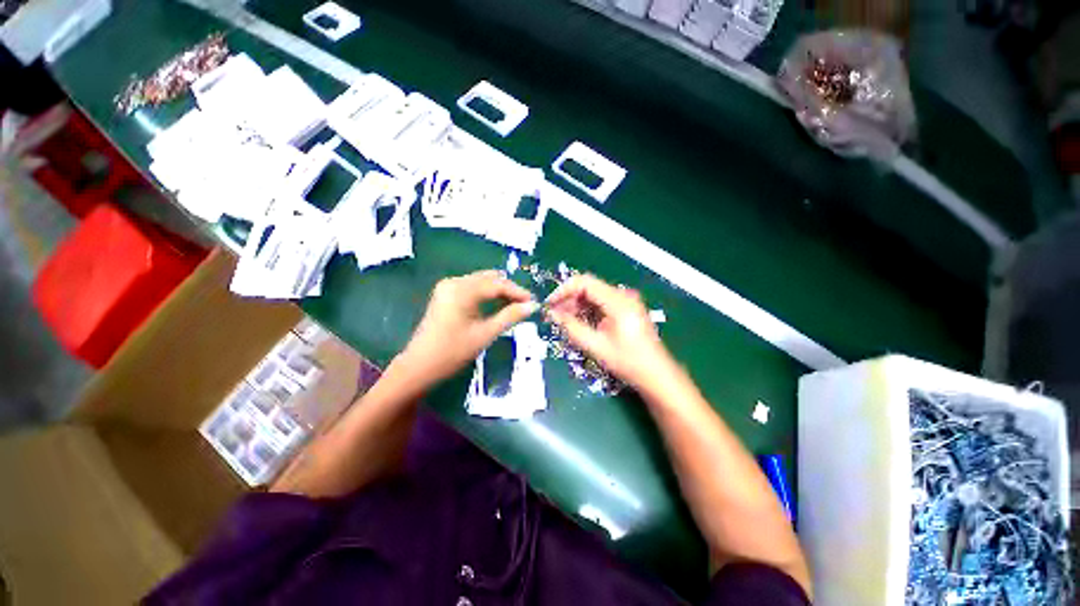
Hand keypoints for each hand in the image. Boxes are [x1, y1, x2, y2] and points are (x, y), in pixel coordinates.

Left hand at [399, 270, 537, 384]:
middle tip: (525, 305)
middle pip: (490, 279)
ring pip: (482, 282)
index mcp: (463, 290)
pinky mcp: (445, 294)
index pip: (498, 284)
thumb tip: (532, 306)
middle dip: (509, 290)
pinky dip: (487, 294)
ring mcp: (448, 287)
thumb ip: (510, 316)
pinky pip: (472, 287)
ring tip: (515, 306)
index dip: (518, 291)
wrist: (419, 366)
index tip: (533, 302)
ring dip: (499, 291)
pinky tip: (497, 305)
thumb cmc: (453, 352)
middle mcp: (455, 282)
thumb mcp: (485, 334)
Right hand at [545, 274, 673, 388]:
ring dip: (576, 305)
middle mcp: (622, 295)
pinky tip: (578, 322)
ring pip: (593, 295)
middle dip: (568, 299)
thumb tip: (552, 314)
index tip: (550, 304)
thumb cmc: (628, 361)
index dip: (563, 290)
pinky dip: (587, 310)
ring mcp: (625, 301)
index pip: (584, 282)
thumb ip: (572, 327)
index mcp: (618, 300)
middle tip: (554, 316)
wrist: (656, 374)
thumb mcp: (596, 346)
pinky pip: (600, 303)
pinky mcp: (625, 308)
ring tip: (563, 321)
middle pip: (588, 287)